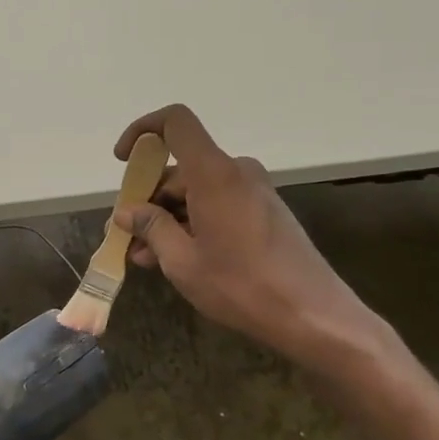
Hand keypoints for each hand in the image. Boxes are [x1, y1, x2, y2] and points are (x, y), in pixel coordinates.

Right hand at [112, 105, 395, 373]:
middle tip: (127, 235)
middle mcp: (236, 172)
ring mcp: (254, 191)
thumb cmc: (242, 286)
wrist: (314, 317)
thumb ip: (151, 228)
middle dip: (149, 199)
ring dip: (168, 218)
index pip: (176, 122)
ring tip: (145, 257)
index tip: (124, 161)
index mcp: (214, 173)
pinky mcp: (265, 212)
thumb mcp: (182, 261)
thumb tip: (126, 212)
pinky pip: (217, 205)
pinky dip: (192, 224)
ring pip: (197, 192)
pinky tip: (176, 258)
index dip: (143, 131)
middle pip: (181, 168)